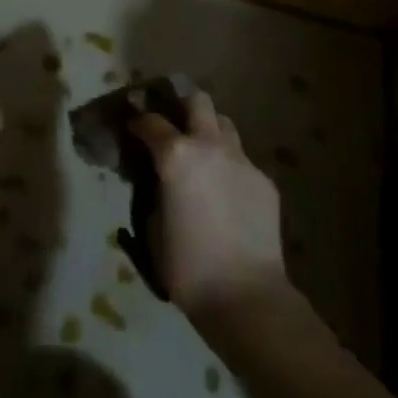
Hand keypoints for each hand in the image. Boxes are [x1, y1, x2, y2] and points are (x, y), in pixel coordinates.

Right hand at [128, 91, 289, 323]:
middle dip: (183, 106)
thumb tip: (157, 180)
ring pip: (225, 125)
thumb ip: (153, 191)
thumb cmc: (188, 267)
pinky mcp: (265, 181)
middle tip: (173, 125)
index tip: (132, 129)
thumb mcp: (152, 227)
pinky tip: (226, 194)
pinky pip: (242, 161)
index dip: (138, 122)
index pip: (151, 121)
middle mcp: (210, 146)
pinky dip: (229, 167)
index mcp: (177, 154)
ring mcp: (242, 161)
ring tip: (202, 156)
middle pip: (198, 101)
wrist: (247, 296)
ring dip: (210, 132)